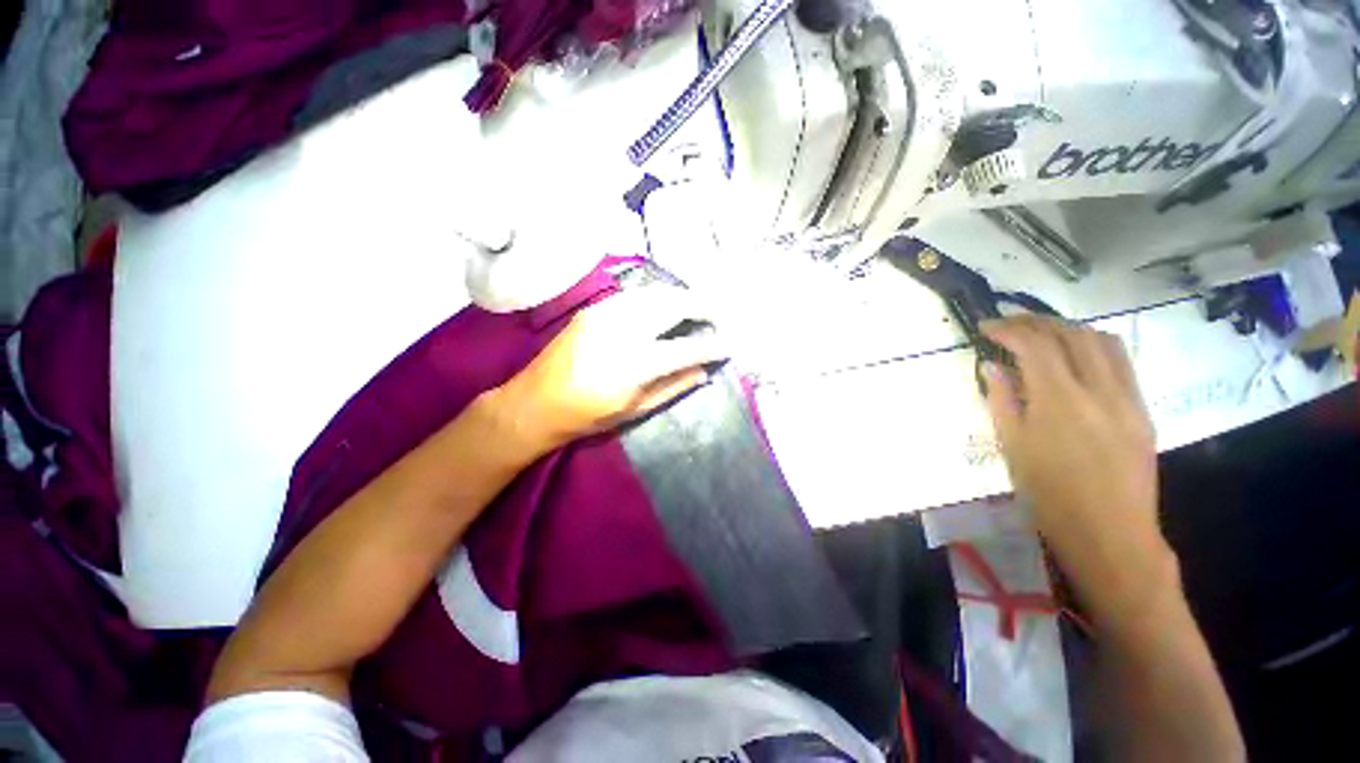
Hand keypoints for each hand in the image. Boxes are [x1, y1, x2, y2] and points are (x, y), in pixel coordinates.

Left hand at [494, 290, 727, 454]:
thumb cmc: (587, 415)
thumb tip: (703, 371)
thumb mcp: (635, 409)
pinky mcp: (594, 308)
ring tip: (698, 308)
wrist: (534, 402)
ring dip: (682, 298)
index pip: (687, 348)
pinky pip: (636, 296)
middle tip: (719, 315)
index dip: (712, 345)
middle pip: (674, 306)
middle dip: (703, 307)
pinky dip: (658, 298)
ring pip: (656, 294)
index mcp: (635, 364)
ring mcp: (606, 314)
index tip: (729, 344)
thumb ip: (673, 387)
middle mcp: (623, 331)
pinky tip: (666, 307)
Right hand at [980, 316, 1175, 627]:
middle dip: (1038, 321)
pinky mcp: (1142, 411)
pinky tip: (1075, 359)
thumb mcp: (1013, 447)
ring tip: (1044, 334)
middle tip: (1011, 323)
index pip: (1035, 346)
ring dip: (1070, 329)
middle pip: (1073, 334)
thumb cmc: (1049, 495)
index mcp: (1060, 402)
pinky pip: (1121, 364)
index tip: (986, 325)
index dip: (1009, 329)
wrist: (1110, 534)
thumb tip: (990, 366)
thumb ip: (1001, 400)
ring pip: (1104, 342)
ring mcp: (1128, 399)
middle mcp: (1099, 391)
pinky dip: (1094, 348)